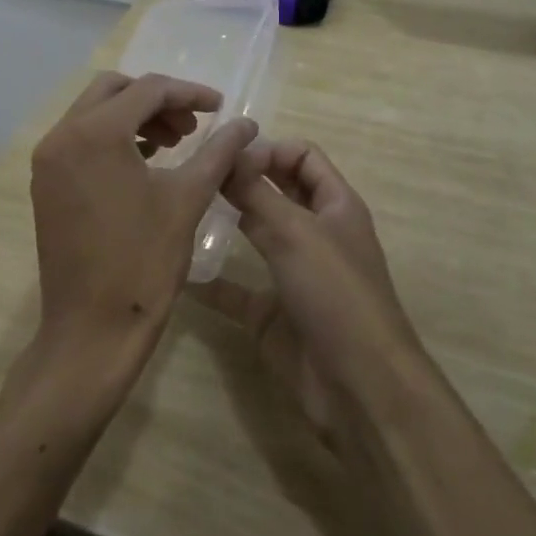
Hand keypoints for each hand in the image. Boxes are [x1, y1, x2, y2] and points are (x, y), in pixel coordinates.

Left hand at [29, 71, 256, 367]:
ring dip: (135, 117)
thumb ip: (219, 151)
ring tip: (174, 144)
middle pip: (114, 90)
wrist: (91, 332)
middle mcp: (62, 136)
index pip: (148, 90)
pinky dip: (113, 138)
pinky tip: (145, 162)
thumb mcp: (188, 199)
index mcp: (95, 133)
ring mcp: (48, 160)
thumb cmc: (143, 263)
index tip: (221, 107)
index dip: (189, 93)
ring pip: (95, 113)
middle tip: (192, 126)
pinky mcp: (46, 183)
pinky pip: (81, 140)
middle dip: (157, 100)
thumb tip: (247, 124)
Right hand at [196, 140, 422, 446]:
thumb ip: (257, 193)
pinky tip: (177, 268)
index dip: (270, 150)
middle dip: (243, 180)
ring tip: (183, 208)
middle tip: (196, 173)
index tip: (230, 157)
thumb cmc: (336, 292)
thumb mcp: (296, 232)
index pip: (303, 157)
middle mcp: (315, 233)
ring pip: (255, 236)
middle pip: (277, 192)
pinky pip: (235, 289)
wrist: (358, 386)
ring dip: (225, 222)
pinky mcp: (271, 314)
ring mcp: (293, 274)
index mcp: (335, 205)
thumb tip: (226, 154)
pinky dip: (210, 280)